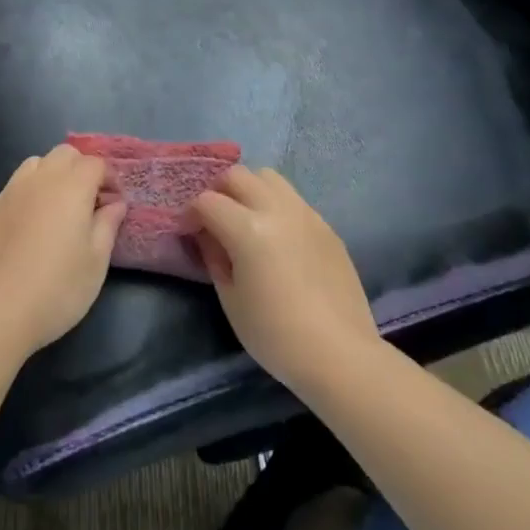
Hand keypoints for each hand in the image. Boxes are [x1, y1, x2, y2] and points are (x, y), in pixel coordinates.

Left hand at [0, 144, 125, 355]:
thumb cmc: (57, 288)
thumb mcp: (96, 262)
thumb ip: (107, 225)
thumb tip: (114, 204)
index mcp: (71, 187)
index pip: (95, 163)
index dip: (109, 179)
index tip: (113, 204)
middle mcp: (38, 180)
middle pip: (64, 154)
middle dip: (80, 170)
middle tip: (87, 202)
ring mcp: (7, 194)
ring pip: (33, 166)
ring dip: (50, 177)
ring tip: (55, 210)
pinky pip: (11, 191)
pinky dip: (25, 199)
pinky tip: (24, 232)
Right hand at [189, 166, 380, 398]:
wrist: (340, 354)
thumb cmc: (276, 335)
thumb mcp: (231, 300)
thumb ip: (214, 257)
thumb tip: (208, 236)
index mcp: (248, 229)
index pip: (207, 201)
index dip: (191, 214)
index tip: (189, 232)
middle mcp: (277, 209)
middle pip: (237, 175)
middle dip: (218, 191)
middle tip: (214, 219)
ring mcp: (305, 213)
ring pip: (269, 177)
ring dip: (249, 189)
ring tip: (246, 218)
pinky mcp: (326, 225)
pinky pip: (293, 199)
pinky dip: (275, 205)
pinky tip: (278, 237)